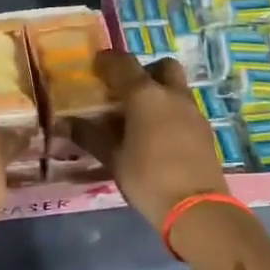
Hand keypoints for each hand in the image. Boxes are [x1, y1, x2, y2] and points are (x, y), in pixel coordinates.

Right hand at [65, 51, 228, 229]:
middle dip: (144, 71)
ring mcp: (192, 111)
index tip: (94, 67)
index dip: (106, 61)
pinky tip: (158, 136)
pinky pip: (184, 108)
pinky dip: (169, 112)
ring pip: (175, 88)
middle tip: (126, 91)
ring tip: (139, 118)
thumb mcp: (113, 158)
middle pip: (161, 66)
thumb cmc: (147, 178)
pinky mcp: (204, 130)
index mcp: (145, 95)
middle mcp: (172, 95)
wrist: (195, 209)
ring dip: (158, 93)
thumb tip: (65, 123)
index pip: (122, 64)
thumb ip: (90, 136)